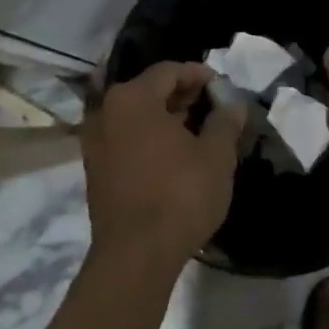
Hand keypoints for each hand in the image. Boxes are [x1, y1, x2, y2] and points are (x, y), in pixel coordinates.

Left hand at [81, 62, 241, 270]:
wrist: (136, 256)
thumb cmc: (179, 195)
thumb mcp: (216, 155)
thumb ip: (225, 122)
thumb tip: (233, 105)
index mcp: (132, 99)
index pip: (169, 71)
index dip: (198, 74)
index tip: (221, 86)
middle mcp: (106, 112)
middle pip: (148, 91)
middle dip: (182, 95)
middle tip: (212, 105)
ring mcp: (95, 143)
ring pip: (136, 116)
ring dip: (166, 117)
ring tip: (198, 130)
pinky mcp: (95, 170)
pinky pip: (126, 139)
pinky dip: (150, 137)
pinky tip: (175, 154)